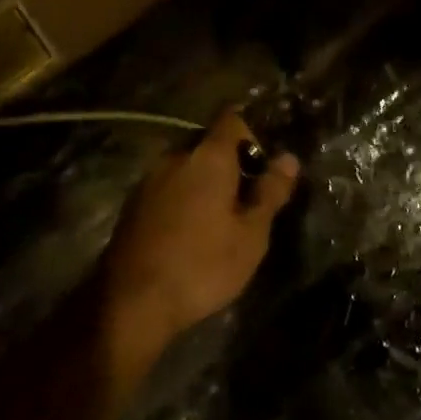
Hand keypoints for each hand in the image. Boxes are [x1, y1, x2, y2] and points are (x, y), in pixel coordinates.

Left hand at [102, 110, 300, 352]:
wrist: (132, 300)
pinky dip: (182, 199)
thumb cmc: (203, 264)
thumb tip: (288, 159)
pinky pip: (167, 187)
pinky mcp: (133, 203)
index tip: (261, 167)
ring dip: (203, 183)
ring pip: (186, 167)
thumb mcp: (250, 235)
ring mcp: (149, 178)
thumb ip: (270, 192)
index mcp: (208, 156)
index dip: (250, 135)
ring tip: (217, 222)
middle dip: (228, 164)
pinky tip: (188, 234)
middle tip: (245, 203)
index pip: (231, 118)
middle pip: (208, 144)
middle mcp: (176, 156)